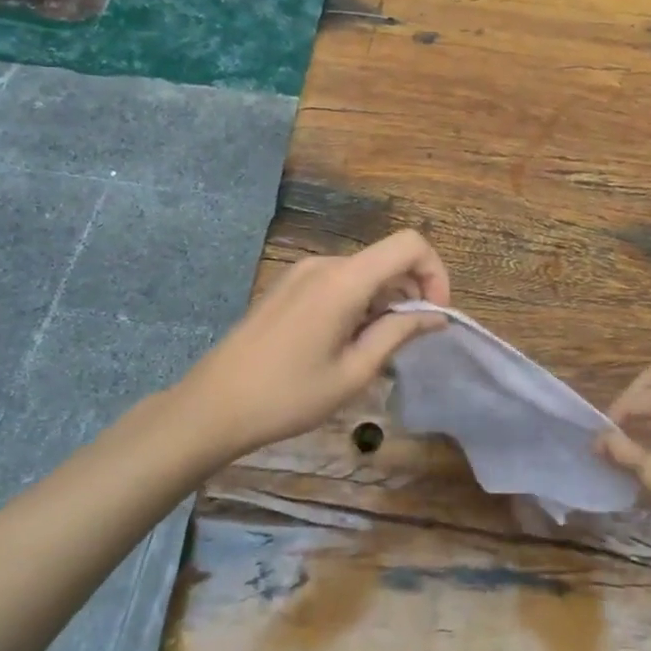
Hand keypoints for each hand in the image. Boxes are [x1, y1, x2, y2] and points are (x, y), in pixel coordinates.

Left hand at [173, 229, 449, 460]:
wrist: (213, 405)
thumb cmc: (288, 396)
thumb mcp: (354, 372)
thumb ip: (398, 333)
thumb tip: (436, 316)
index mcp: (344, 280)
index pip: (410, 244)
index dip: (435, 273)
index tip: (432, 315)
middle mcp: (324, 264)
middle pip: (387, 259)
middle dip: (411, 293)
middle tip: (407, 342)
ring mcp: (302, 271)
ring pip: (364, 272)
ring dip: (384, 301)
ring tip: (373, 348)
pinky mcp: (288, 285)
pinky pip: (339, 281)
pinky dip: (359, 302)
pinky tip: (345, 342)